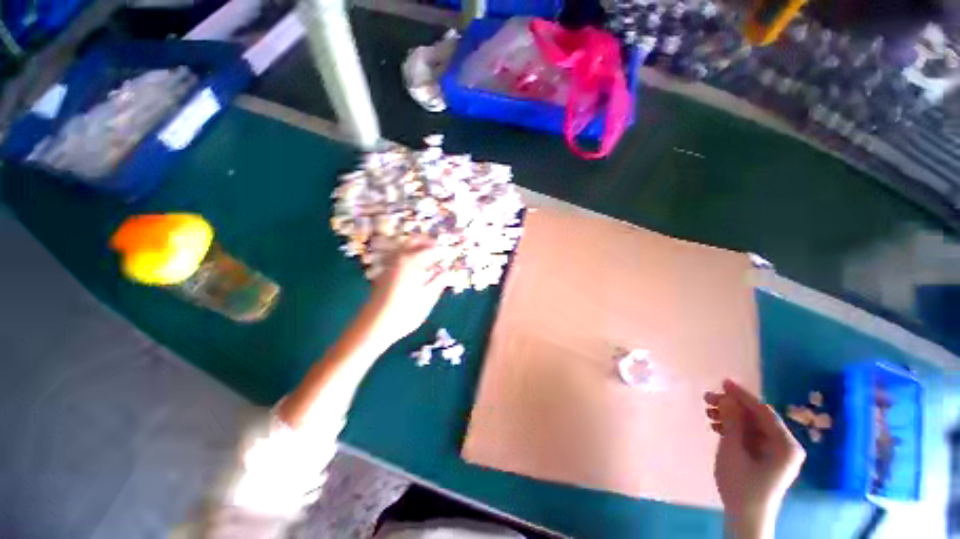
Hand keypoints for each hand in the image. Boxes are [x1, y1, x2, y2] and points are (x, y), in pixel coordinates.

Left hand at [361, 238, 448, 347]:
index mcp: (411, 262)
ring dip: (417, 248)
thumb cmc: (405, 312)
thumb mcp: (428, 298)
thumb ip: (439, 281)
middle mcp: (398, 258)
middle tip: (438, 249)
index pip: (430, 248)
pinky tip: (415, 269)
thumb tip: (446, 270)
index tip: (449, 254)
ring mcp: (388, 265)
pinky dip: (408, 256)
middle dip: (427, 242)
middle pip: (413, 240)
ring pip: (404, 247)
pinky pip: (398, 256)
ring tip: (429, 258)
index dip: (441, 250)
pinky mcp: (383, 273)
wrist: (374, 325)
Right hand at [705, 380, 804, 537]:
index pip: (763, 411)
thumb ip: (732, 422)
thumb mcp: (733, 450)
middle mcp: (785, 445)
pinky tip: (716, 426)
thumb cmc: (741, 485)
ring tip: (708, 412)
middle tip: (707, 399)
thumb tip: (727, 397)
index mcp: (786, 444)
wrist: (746, 518)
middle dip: (731, 406)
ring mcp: (776, 452)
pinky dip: (733, 428)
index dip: (742, 395)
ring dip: (729, 416)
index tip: (722, 382)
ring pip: (751, 425)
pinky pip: (750, 435)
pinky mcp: (766, 458)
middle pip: (757, 417)